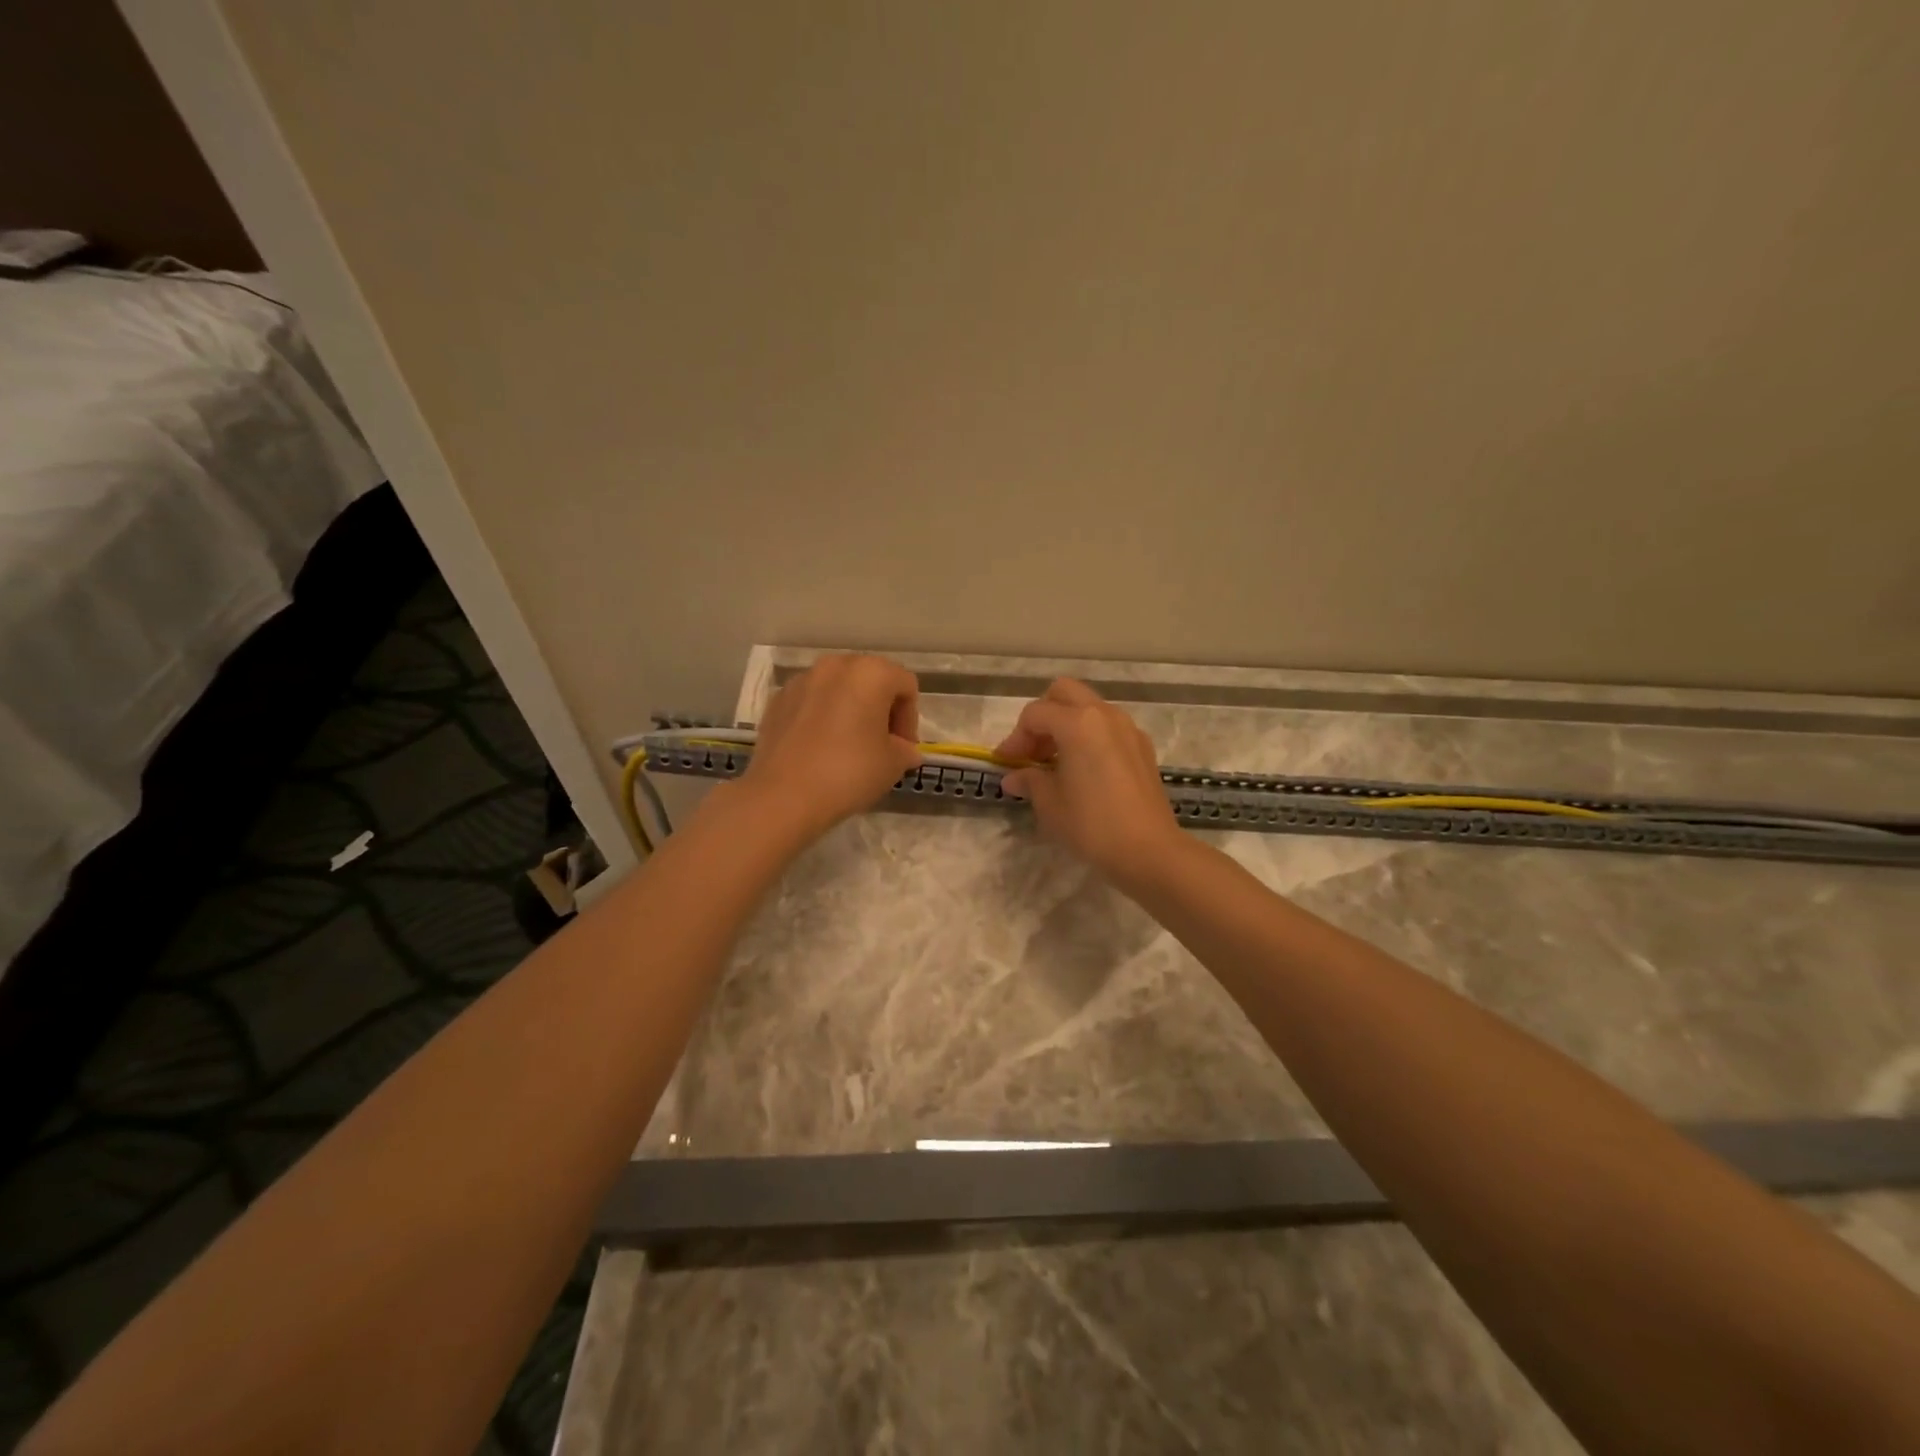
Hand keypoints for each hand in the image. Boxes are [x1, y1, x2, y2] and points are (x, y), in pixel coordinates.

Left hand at [740, 654, 922, 837]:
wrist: (784, 796)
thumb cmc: (849, 772)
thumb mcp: (893, 764)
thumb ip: (905, 750)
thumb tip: (904, 750)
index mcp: (870, 673)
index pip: (905, 686)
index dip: (910, 719)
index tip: (903, 749)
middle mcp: (835, 666)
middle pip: (870, 680)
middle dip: (880, 709)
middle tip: (881, 744)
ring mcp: (801, 680)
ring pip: (838, 689)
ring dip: (850, 711)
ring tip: (849, 746)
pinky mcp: (777, 700)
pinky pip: (811, 702)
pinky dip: (822, 717)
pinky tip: (820, 749)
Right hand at [995, 679, 1182, 883]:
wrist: (1149, 850)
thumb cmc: (1091, 824)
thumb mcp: (1050, 804)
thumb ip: (1030, 780)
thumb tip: (1014, 777)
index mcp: (1077, 723)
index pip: (1035, 714)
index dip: (1015, 738)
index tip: (1006, 764)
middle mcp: (1104, 715)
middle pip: (1064, 693)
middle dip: (1043, 716)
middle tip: (1033, 751)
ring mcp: (1128, 729)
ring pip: (1089, 707)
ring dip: (1067, 724)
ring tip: (1055, 762)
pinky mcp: (1143, 747)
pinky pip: (1108, 727)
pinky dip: (1090, 736)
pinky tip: (1084, 770)